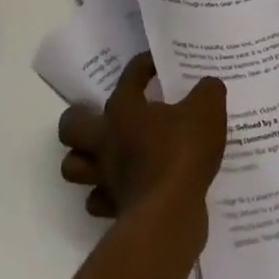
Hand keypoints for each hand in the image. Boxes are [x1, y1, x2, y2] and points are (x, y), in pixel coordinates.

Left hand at [56, 54, 227, 221]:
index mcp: (124, 110)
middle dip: (80, 118)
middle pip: (71, 126)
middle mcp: (105, 141)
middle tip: (103, 117)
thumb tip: (208, 85)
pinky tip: (125, 188)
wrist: (170, 214)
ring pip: (74, 166)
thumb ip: (208, 91)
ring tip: (105, 154)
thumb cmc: (182, 152)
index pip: (129, 76)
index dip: (144, 65)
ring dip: (85, 159)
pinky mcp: (113, 208)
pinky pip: (98, 200)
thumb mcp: (207, 109)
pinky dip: (106, 195)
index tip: (158, 64)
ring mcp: (104, 177)